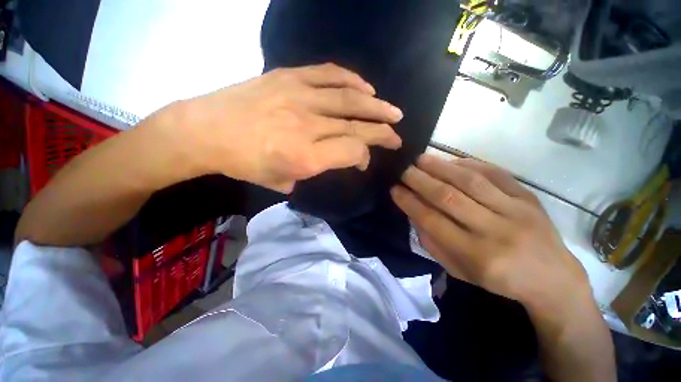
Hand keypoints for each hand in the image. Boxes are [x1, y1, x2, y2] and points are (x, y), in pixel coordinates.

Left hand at [167, 63, 402, 191]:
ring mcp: (299, 97)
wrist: (206, 130)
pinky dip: (352, 80)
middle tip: (397, 134)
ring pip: (350, 99)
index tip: (365, 160)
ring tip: (392, 111)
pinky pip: (329, 75)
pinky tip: (366, 87)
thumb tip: (337, 159)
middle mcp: (308, 126)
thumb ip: (316, 170)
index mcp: (305, 157)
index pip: (352, 151)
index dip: (365, 156)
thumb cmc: (245, 163)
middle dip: (382, 131)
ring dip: (376, 105)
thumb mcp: (283, 180)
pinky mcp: (289, 77)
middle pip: (357, 125)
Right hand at [391, 154, 590, 308]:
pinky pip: (495, 174)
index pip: (433, 220)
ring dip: (441, 167)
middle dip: (420, 180)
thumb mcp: (459, 271)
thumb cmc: (499, 280)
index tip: (394, 189)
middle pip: (449, 197)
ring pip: (471, 182)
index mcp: (476, 255)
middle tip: (403, 170)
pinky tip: (451, 161)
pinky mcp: (529, 198)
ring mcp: (516, 211)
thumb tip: (415, 214)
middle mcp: (495, 231)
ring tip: (421, 158)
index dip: (410, 202)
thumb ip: (433, 243)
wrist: (552, 278)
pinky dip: (470, 165)